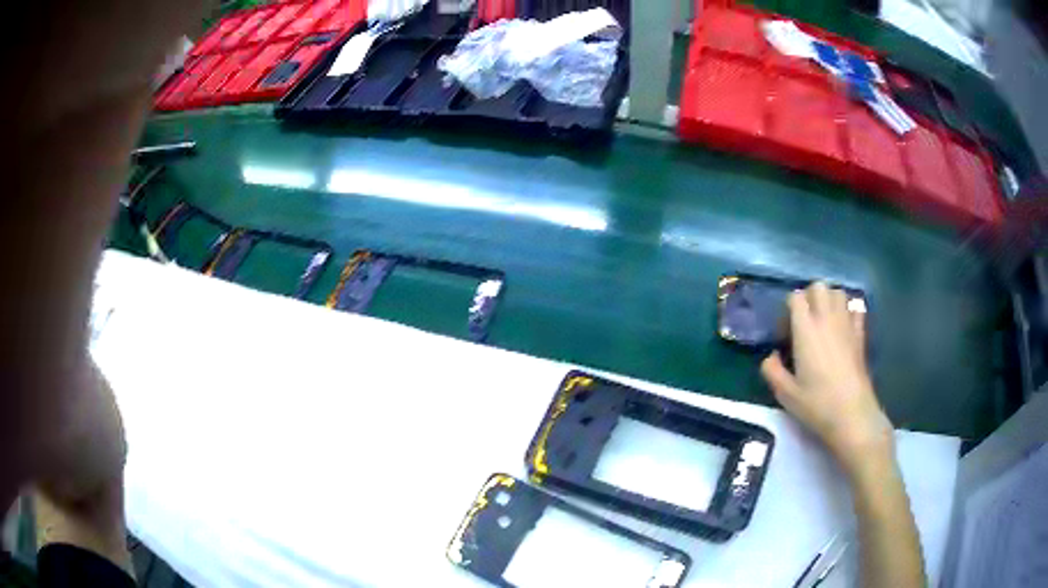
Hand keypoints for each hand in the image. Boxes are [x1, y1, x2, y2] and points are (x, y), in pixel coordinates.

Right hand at [760, 283, 892, 476]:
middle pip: (818, 287)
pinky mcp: (861, 335)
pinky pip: (856, 309)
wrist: (852, 414)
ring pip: (838, 293)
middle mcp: (827, 319)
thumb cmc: (816, 404)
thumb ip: (772, 370)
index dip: (788, 308)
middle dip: (809, 297)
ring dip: (828, 300)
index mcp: (806, 329)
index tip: (785, 330)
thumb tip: (771, 356)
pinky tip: (843, 328)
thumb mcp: (785, 393)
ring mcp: (847, 325)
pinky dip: (848, 311)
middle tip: (803, 321)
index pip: (796, 297)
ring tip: (822, 321)